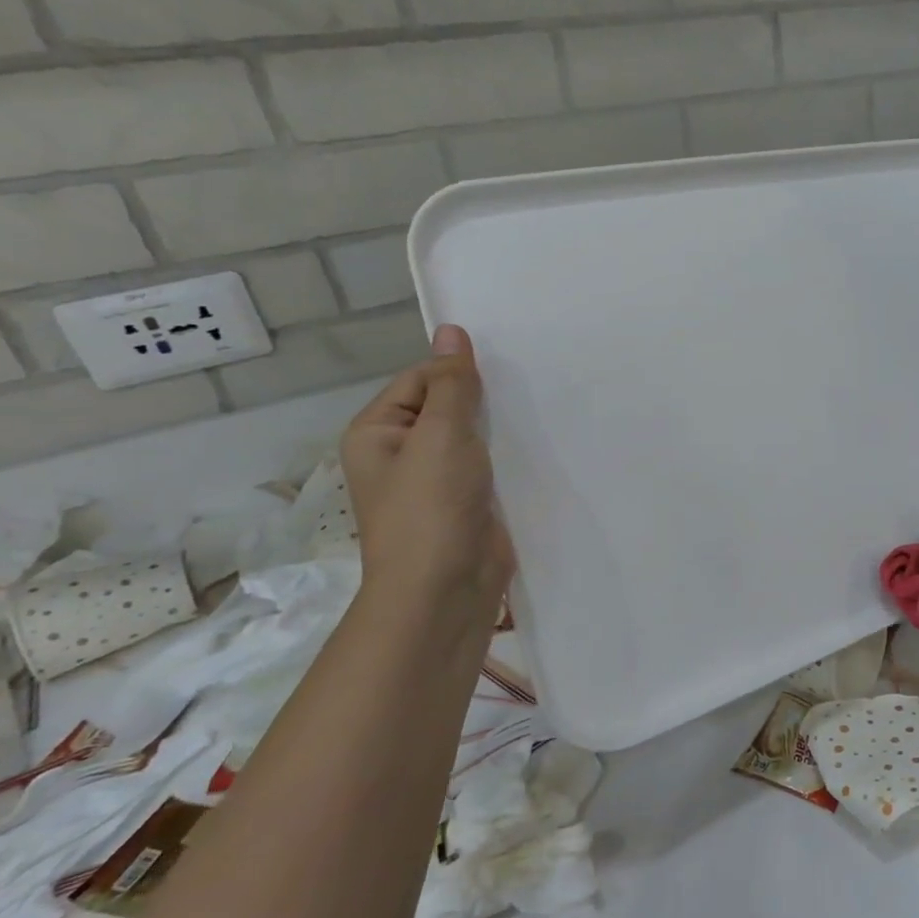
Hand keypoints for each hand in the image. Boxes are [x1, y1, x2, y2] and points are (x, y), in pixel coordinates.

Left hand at [341, 325, 513, 637]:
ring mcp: (437, 481)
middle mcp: (403, 453)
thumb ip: (452, 384)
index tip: (504, 370)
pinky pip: (489, 465)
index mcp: (378, 433)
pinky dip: (510, 455)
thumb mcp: (441, 435)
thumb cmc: (431, 507)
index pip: (421, 379)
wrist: (446, 589)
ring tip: (541, 409)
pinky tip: (540, 445)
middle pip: (447, 406)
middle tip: (530, 383)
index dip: (457, 371)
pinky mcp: (469, 502)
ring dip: (500, 427)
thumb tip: (450, 328)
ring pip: (472, 437)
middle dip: (484, 399)